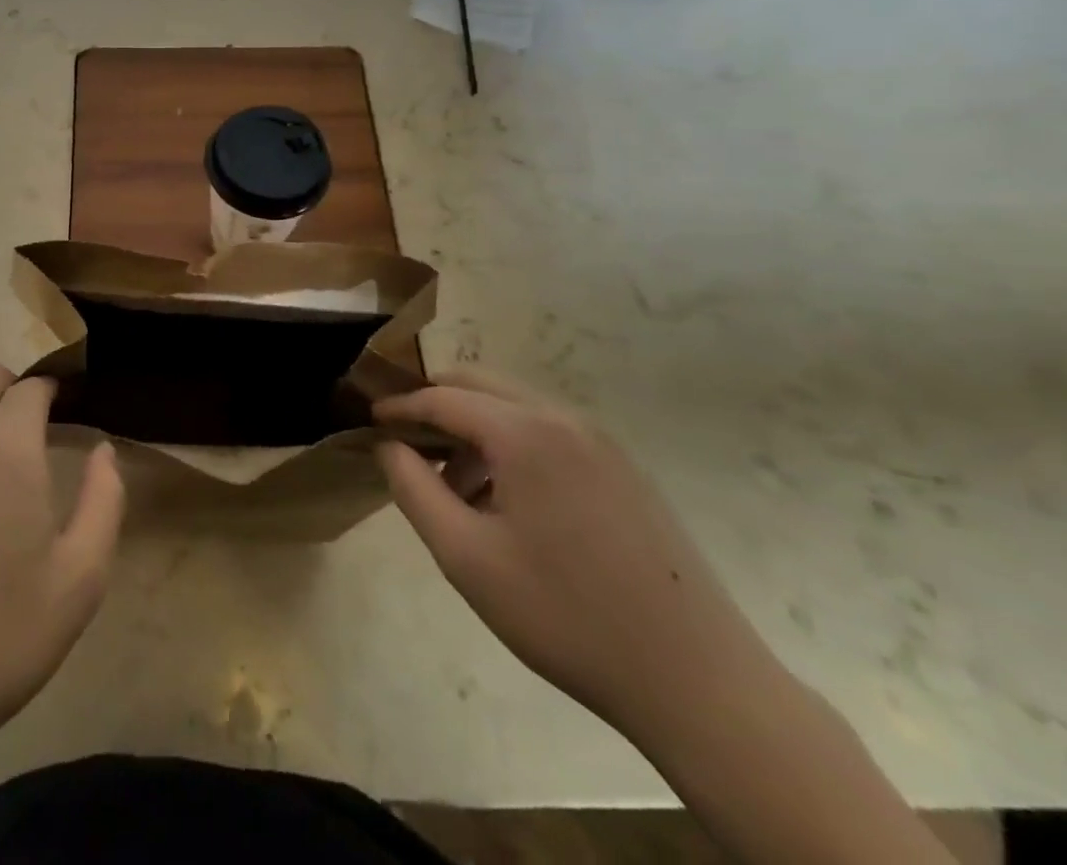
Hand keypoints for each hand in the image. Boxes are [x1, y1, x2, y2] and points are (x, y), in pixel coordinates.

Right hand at [374, 368, 779, 742]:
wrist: (698, 683)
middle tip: (404, 441)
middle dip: (434, 404)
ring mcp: (601, 442)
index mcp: (525, 432)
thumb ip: (413, 489)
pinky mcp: (624, 470)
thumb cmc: (565, 615)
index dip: (399, 406)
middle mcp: (564, 420)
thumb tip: (387, 445)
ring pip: (514, 407)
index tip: (368, 420)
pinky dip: (510, 445)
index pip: (441, 397)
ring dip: (473, 428)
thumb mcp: (466, 556)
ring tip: (454, 487)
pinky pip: (549, 433)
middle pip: (479, 384)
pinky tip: (506, 502)